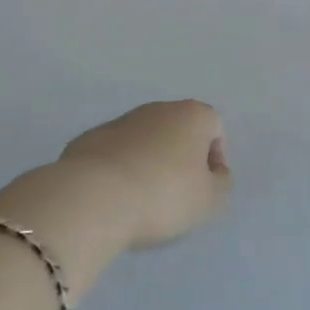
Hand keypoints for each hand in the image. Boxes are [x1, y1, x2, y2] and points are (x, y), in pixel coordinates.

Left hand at [54, 100, 232, 248]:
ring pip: (144, 140)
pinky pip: (114, 154)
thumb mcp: (209, 200)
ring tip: (140, 200)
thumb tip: (216, 174)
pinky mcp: (88, 139)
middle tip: (175, 195)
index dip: (215, 158)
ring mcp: (121, 121)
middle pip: (179, 130)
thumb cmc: (163, 196)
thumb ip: (221, 184)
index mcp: (192, 115)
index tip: (205, 188)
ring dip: (148, 162)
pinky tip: (112, 198)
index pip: (215, 127)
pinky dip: (118, 170)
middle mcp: (159, 109)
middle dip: (180, 158)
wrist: (92, 198)